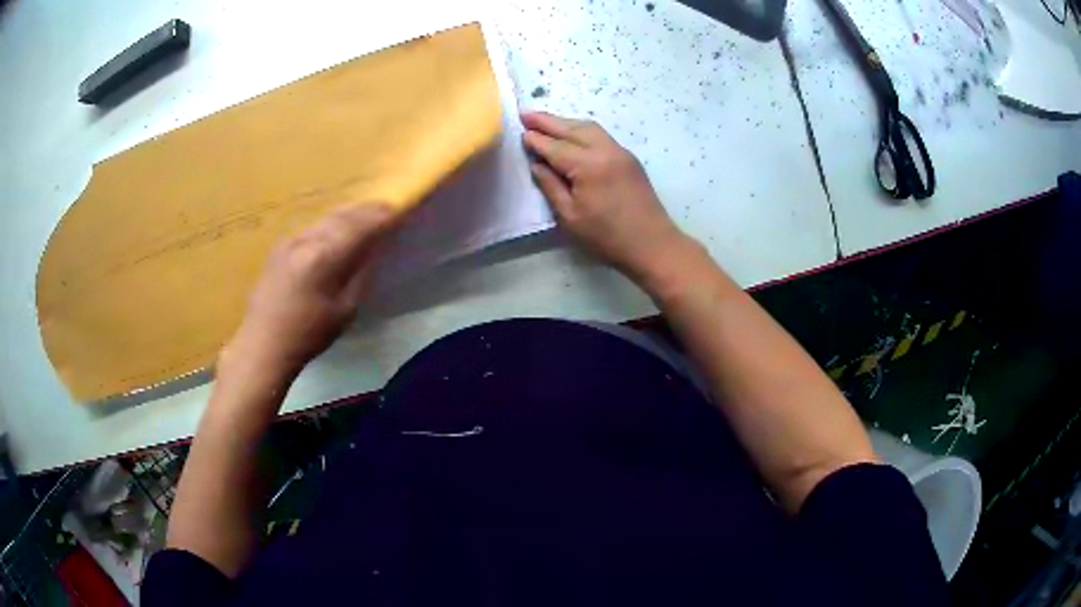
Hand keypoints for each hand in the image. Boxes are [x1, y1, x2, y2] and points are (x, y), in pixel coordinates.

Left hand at [222, 203, 397, 380]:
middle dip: (366, 210)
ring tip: (364, 214)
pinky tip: (337, 229)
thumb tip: (372, 249)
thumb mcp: (345, 310)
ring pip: (327, 218)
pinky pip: (313, 226)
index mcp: (324, 257)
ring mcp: (291, 239)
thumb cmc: (308, 334)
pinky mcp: (281, 244)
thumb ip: (360, 273)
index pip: (360, 226)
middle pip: (343, 215)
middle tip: (385, 207)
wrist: (264, 342)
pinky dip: (331, 223)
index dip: (380, 217)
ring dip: (348, 214)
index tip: (397, 210)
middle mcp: (307, 240)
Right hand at [522, 112, 692, 286]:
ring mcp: (620, 151)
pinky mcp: (628, 158)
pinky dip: (581, 130)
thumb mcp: (570, 216)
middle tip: (525, 114)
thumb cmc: (607, 236)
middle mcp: (604, 150)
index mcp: (588, 166)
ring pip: (588, 127)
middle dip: (547, 121)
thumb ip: (551, 186)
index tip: (520, 132)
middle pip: (572, 128)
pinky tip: (571, 133)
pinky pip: (600, 135)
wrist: (652, 243)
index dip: (536, 140)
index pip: (555, 146)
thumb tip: (537, 164)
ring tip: (545, 121)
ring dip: (565, 122)